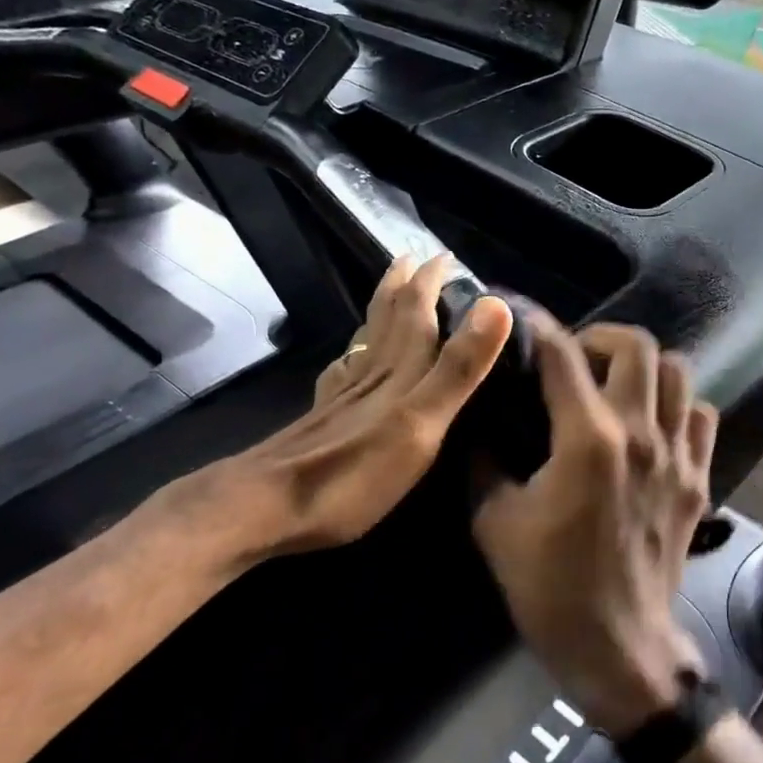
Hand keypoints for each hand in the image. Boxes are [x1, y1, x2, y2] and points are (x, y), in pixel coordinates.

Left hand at [189, 255, 512, 568]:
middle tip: (411, 258)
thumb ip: (458, 368)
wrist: (267, 507)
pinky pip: (343, 371)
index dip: (431, 282)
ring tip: (389, 294)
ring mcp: (342, 396)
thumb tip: (495, 304)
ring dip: (380, 312)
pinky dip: (351, 354)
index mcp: (399, 372)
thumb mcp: (422, 422)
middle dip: (403, 285)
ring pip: (365, 340)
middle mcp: (370, 374)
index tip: (446, 255)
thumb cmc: (354, 473)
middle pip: (387, 318)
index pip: (417, 313)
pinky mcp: (324, 418)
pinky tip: (346, 361)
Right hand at [472, 316, 717, 736]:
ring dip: (643, 365)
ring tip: (614, 383)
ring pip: (678, 371)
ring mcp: (678, 455)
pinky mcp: (699, 478)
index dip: (536, 324)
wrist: (618, 645)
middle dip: (598, 337)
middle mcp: (640, 433)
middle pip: (636, 345)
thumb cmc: (549, 587)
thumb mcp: (495, 522)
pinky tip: (652, 423)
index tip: (519, 313)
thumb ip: (483, 460)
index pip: (561, 355)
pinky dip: (677, 405)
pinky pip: (700, 416)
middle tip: (573, 358)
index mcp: (587, 439)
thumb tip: (476, 421)